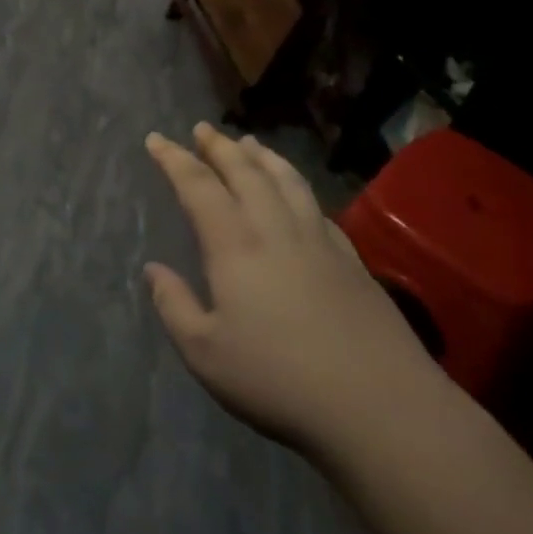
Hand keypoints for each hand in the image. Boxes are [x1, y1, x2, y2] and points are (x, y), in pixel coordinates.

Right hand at [144, 123, 438, 456]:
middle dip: (220, 147)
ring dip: (263, 156)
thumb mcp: (205, 353)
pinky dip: (298, 187)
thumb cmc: (278, 380)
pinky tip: (297, 194)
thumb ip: (174, 306)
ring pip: (287, 181)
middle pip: (246, 172)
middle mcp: (276, 230)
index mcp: (235, 246)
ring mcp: (320, 241)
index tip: (157, 139)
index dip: (175, 160)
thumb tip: (154, 270)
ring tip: (249, 142)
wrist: (378, 404)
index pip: (199, 187)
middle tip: (203, 129)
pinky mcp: (352, 260)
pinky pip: (317, 206)